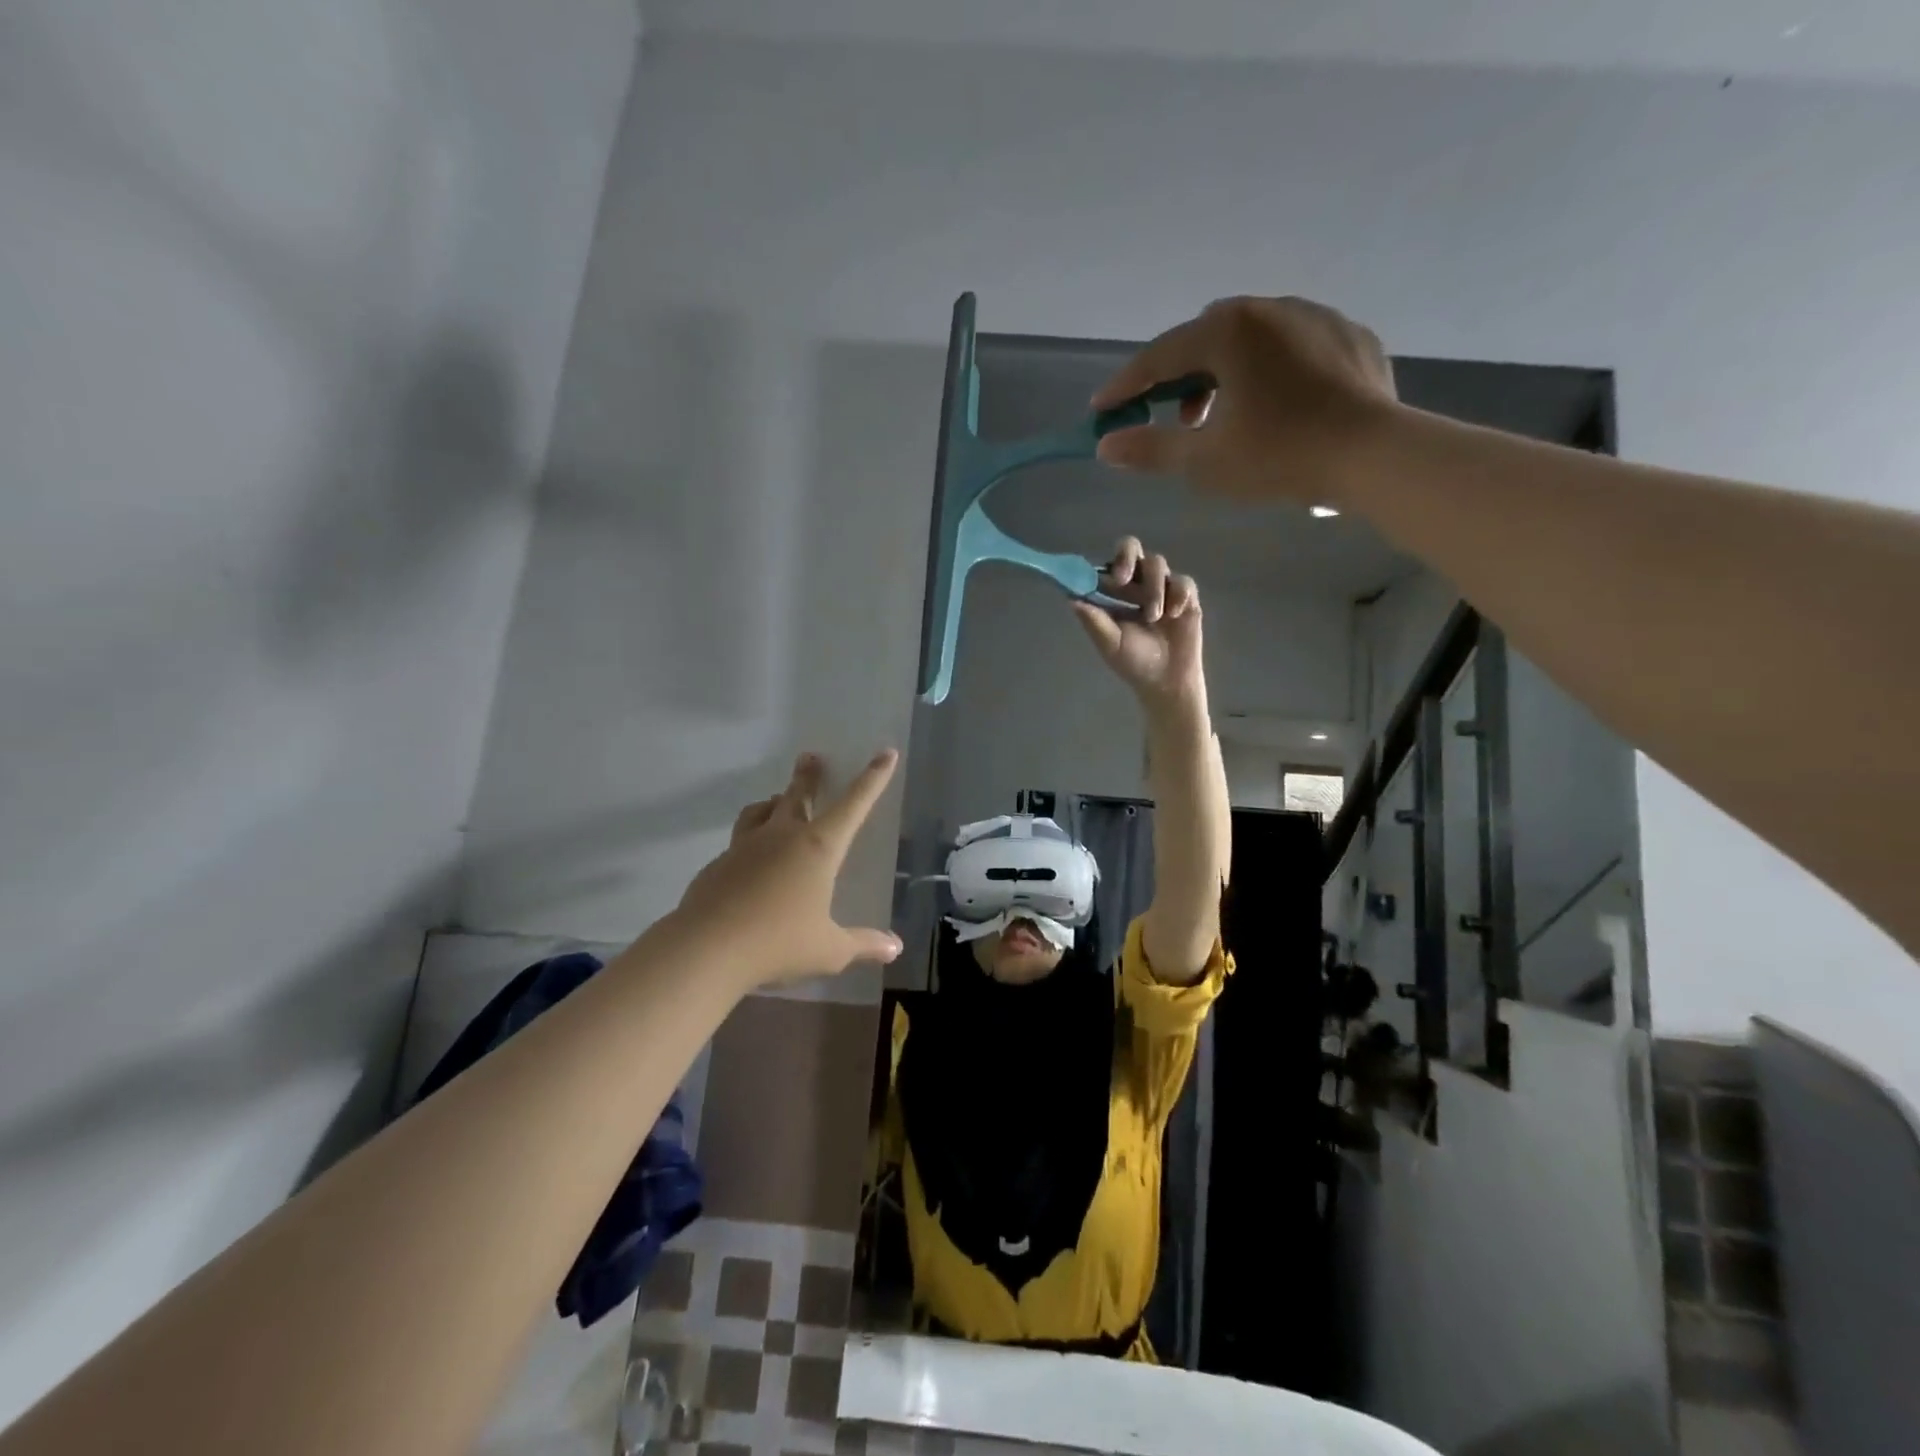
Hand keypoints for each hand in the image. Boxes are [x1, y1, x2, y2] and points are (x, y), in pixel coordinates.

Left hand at [674, 750, 904, 988]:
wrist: (705, 948)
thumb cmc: (778, 943)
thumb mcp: (829, 950)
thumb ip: (863, 945)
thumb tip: (895, 948)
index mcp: (818, 848)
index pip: (854, 805)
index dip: (873, 778)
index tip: (885, 753)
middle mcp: (782, 836)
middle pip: (797, 795)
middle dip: (808, 776)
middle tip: (810, 756)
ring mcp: (745, 847)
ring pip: (760, 811)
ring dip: (773, 802)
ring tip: (776, 801)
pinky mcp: (718, 864)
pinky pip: (738, 841)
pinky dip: (750, 839)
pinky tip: (749, 860)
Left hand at [1072, 537, 1205, 712]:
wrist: (1165, 681)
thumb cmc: (1133, 662)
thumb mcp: (1109, 642)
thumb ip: (1093, 620)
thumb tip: (1070, 598)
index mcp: (1115, 592)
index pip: (1107, 564)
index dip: (1102, 565)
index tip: (1104, 578)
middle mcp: (1137, 583)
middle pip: (1131, 548)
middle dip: (1126, 557)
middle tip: (1122, 579)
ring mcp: (1162, 587)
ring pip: (1157, 564)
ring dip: (1152, 588)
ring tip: (1152, 617)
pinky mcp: (1185, 596)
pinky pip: (1183, 581)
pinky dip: (1177, 594)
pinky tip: (1172, 614)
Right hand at [1090, 295, 1397, 506]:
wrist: (1375, 454)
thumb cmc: (1279, 456)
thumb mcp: (1204, 461)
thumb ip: (1150, 449)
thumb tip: (1106, 446)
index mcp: (1228, 331)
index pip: (1159, 356)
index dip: (1125, 386)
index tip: (1102, 409)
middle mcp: (1269, 308)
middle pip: (1204, 337)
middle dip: (1180, 377)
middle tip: (1175, 420)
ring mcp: (1316, 317)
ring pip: (1251, 337)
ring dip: (1225, 372)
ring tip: (1227, 417)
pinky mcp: (1350, 337)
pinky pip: (1293, 346)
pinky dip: (1270, 370)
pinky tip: (1276, 406)